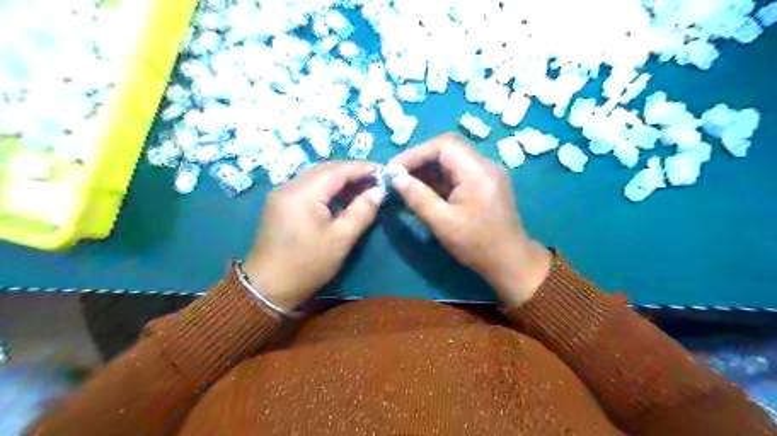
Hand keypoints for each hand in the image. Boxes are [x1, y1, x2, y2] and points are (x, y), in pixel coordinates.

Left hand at [244, 162, 382, 308]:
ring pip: (315, 176)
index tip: (382, 171)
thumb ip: (362, 211)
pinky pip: (307, 186)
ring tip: (361, 188)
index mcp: (303, 193)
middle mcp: (289, 186)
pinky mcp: (279, 203)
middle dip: (351, 171)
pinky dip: (326, 188)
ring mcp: (281, 194)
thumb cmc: (307, 264)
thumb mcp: (341, 239)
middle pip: (325, 169)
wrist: (267, 287)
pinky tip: (340, 198)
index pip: (337, 170)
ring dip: (339, 179)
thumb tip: (379, 191)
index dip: (361, 168)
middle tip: (374, 180)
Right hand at [391, 133, 547, 306]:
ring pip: (452, 161)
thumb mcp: (441, 222)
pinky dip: (439, 180)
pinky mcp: (485, 184)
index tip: (394, 169)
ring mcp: (487, 174)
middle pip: (448, 150)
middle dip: (420, 161)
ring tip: (406, 185)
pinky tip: (424, 192)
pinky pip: (458, 174)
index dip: (416, 153)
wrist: (510, 262)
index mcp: (478, 171)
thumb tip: (395, 177)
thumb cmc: (476, 244)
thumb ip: (417, 196)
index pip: (444, 145)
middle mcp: (485, 165)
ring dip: (428, 171)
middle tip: (398, 177)